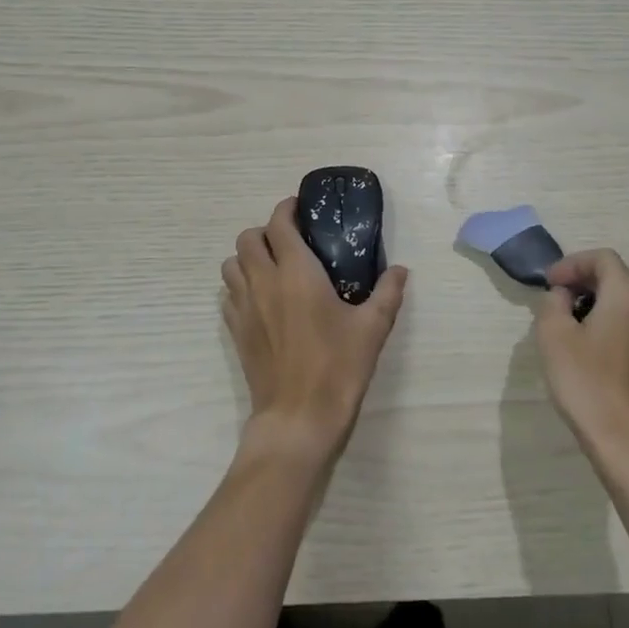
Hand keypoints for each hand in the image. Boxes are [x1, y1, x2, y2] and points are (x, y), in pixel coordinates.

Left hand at [221, 197, 407, 466]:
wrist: (298, 418)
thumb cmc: (337, 367)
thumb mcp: (372, 328)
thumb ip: (387, 293)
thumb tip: (400, 270)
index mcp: (295, 272)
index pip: (279, 223)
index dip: (287, 209)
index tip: (301, 209)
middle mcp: (263, 282)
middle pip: (247, 238)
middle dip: (265, 231)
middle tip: (290, 241)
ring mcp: (243, 307)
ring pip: (231, 265)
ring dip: (247, 257)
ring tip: (272, 267)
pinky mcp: (235, 331)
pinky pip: (228, 294)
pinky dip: (240, 286)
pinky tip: (261, 300)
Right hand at [535, 249, 628, 469]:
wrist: (626, 439)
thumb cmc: (587, 381)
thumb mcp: (553, 334)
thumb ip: (552, 302)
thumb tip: (562, 296)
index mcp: (627, 293)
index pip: (602, 258)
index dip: (572, 263)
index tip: (548, 284)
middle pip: (617, 274)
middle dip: (584, 278)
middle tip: (556, 296)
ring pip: (626, 298)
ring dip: (596, 298)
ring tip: (567, 318)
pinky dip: (609, 317)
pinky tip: (587, 342)